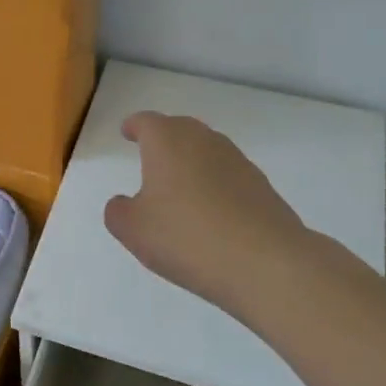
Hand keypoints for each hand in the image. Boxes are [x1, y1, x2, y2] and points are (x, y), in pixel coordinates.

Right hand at [104, 112, 316, 312]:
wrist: (266, 263)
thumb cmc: (187, 237)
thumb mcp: (133, 230)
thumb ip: (119, 211)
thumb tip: (125, 202)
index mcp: (167, 142)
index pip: (146, 122)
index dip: (134, 126)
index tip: (127, 132)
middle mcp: (204, 141)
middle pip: (180, 129)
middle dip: (164, 139)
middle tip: (151, 157)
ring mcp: (238, 162)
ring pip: (207, 151)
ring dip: (192, 163)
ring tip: (180, 189)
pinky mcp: (262, 187)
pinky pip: (229, 176)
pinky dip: (215, 185)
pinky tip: (211, 213)